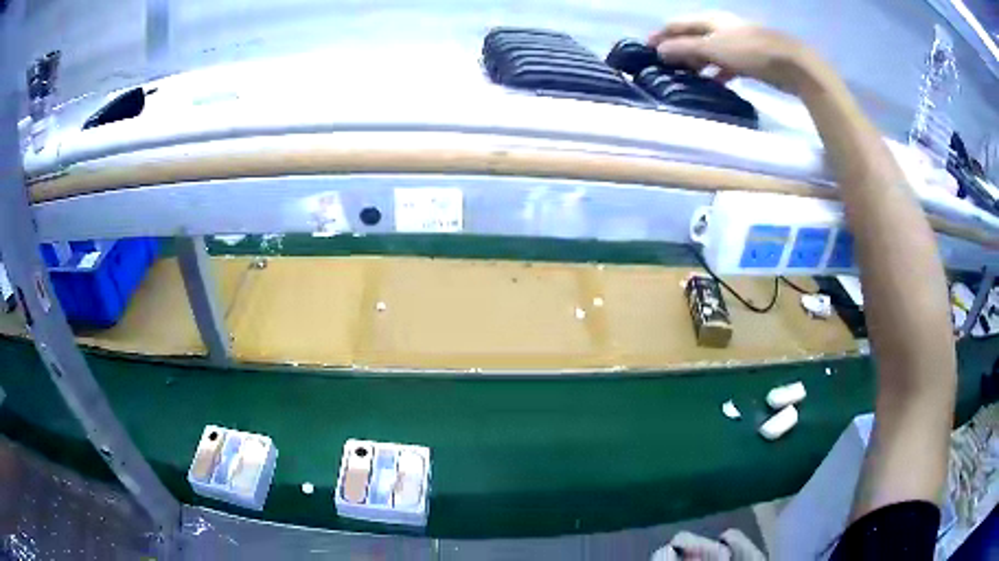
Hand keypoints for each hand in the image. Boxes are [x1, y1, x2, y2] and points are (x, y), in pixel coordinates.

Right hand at [647, 14, 814, 93]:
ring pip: (709, 51)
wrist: (791, 64)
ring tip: (687, 77)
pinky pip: (725, 64)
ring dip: (697, 62)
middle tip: (667, 67)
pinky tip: (714, 83)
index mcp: (709, 19)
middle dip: (678, 49)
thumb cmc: (749, 52)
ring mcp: (736, 43)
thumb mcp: (713, 48)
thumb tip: (659, 50)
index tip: (646, 49)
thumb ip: (685, 48)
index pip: (677, 24)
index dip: (661, 35)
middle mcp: (720, 27)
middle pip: (693, 36)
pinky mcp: (749, 58)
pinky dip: (716, 72)